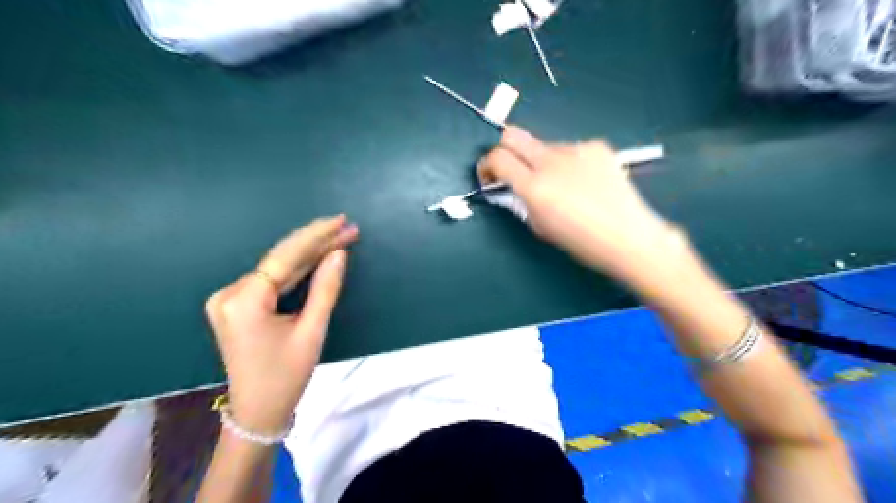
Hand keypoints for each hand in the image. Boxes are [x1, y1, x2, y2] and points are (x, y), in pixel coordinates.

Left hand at [205, 216, 357, 435]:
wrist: (257, 411)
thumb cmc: (286, 375)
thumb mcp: (312, 331)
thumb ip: (326, 288)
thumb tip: (339, 254)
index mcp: (244, 301)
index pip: (285, 258)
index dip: (316, 236)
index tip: (341, 221)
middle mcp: (230, 293)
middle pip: (281, 260)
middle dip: (317, 243)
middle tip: (348, 228)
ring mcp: (229, 298)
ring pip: (278, 268)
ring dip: (310, 254)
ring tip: (340, 238)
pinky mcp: (237, 304)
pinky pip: (272, 280)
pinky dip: (297, 270)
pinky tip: (318, 257)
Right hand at [479, 126, 682, 279]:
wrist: (629, 237)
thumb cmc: (582, 242)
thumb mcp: (541, 227)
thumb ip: (522, 202)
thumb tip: (514, 187)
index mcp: (535, 187)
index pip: (497, 158)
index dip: (486, 165)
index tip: (490, 176)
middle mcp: (551, 162)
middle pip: (513, 135)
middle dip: (504, 149)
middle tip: (512, 169)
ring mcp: (576, 150)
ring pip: (545, 147)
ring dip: (542, 162)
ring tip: (563, 186)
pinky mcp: (596, 147)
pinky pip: (570, 150)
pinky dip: (568, 163)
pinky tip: (584, 182)